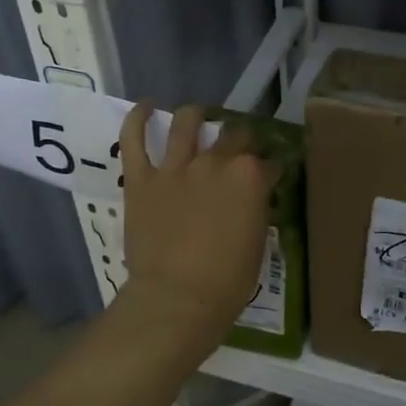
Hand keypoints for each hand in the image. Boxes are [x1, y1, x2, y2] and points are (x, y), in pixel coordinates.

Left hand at [118, 103, 271, 347]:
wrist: (177, 300)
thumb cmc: (227, 282)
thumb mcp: (257, 243)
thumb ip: (255, 210)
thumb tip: (252, 198)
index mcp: (250, 178)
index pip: (268, 163)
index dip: (272, 169)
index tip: (272, 176)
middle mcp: (215, 162)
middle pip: (234, 135)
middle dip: (242, 139)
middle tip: (240, 148)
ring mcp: (175, 167)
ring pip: (187, 122)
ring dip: (196, 114)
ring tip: (198, 115)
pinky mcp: (141, 178)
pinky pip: (134, 139)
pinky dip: (138, 118)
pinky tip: (145, 105)